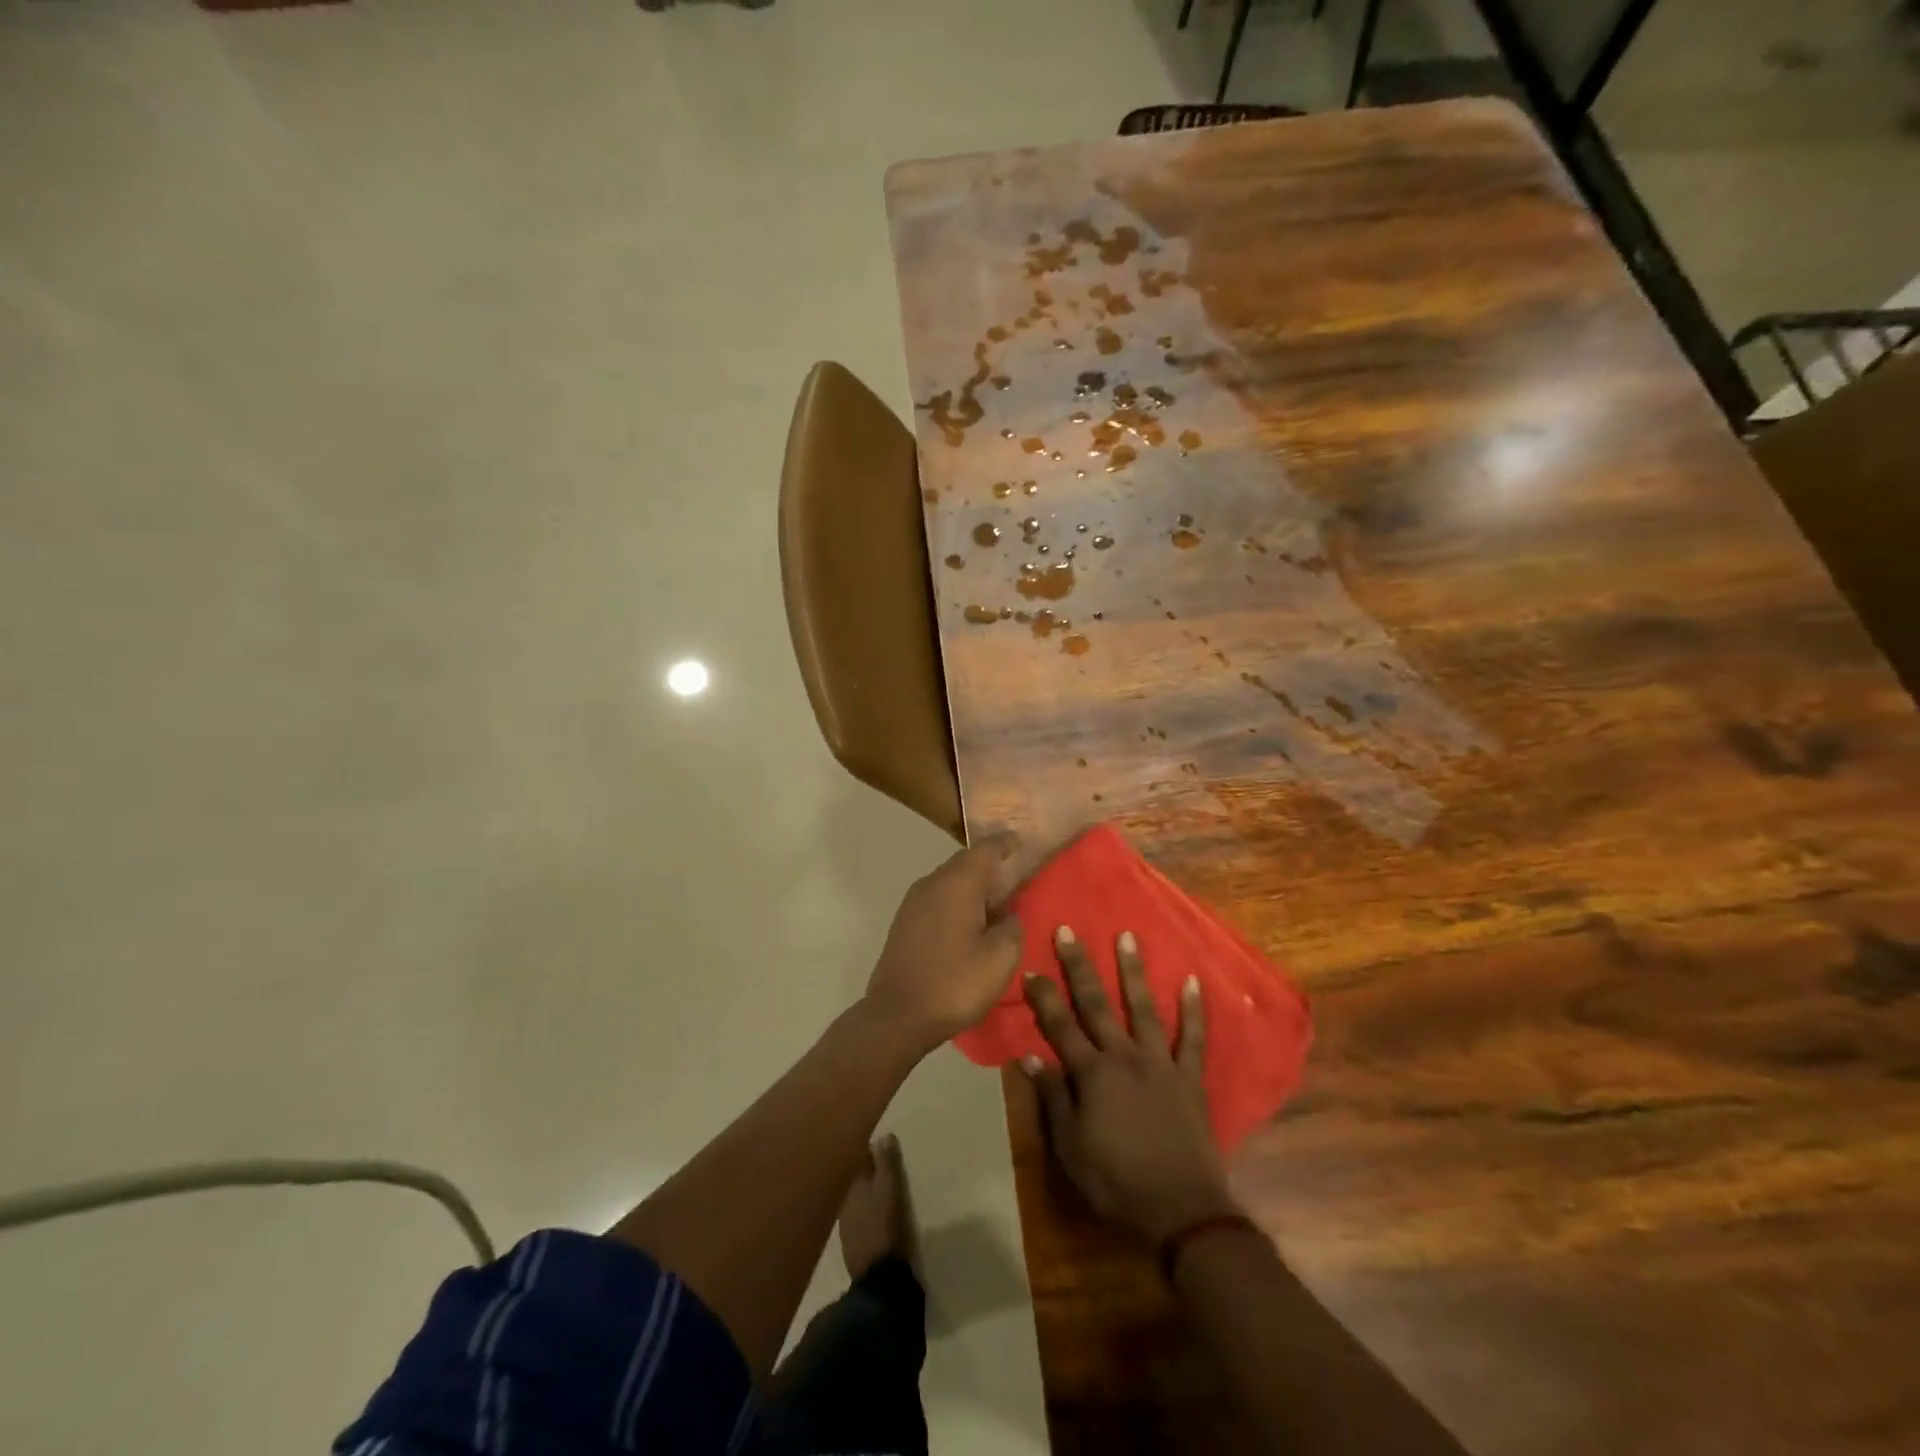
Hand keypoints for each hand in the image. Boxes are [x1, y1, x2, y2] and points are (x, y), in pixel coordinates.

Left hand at [862, 835, 1022, 1053]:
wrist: (897, 1016)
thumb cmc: (955, 982)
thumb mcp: (1001, 957)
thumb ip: (1012, 925)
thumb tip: (1009, 912)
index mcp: (958, 882)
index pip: (986, 849)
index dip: (1006, 843)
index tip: (1021, 841)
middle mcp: (932, 882)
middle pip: (965, 863)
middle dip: (990, 866)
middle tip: (1015, 876)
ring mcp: (913, 902)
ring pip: (950, 882)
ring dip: (972, 887)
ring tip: (996, 902)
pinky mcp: (904, 923)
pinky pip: (938, 900)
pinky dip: (957, 902)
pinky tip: (970, 923)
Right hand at [1023, 927, 1236, 1242]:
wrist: (1181, 1209)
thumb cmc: (1117, 1181)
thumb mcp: (1071, 1148)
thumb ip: (1053, 1098)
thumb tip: (1030, 1056)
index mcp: (1092, 1074)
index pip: (1060, 1026)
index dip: (1044, 997)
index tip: (1031, 969)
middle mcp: (1124, 1057)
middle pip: (1097, 1004)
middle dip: (1079, 966)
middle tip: (1068, 931)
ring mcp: (1160, 1063)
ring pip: (1143, 1008)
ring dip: (1134, 972)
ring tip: (1127, 936)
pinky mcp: (1189, 1077)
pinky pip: (1192, 1038)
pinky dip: (1193, 1009)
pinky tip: (1191, 980)